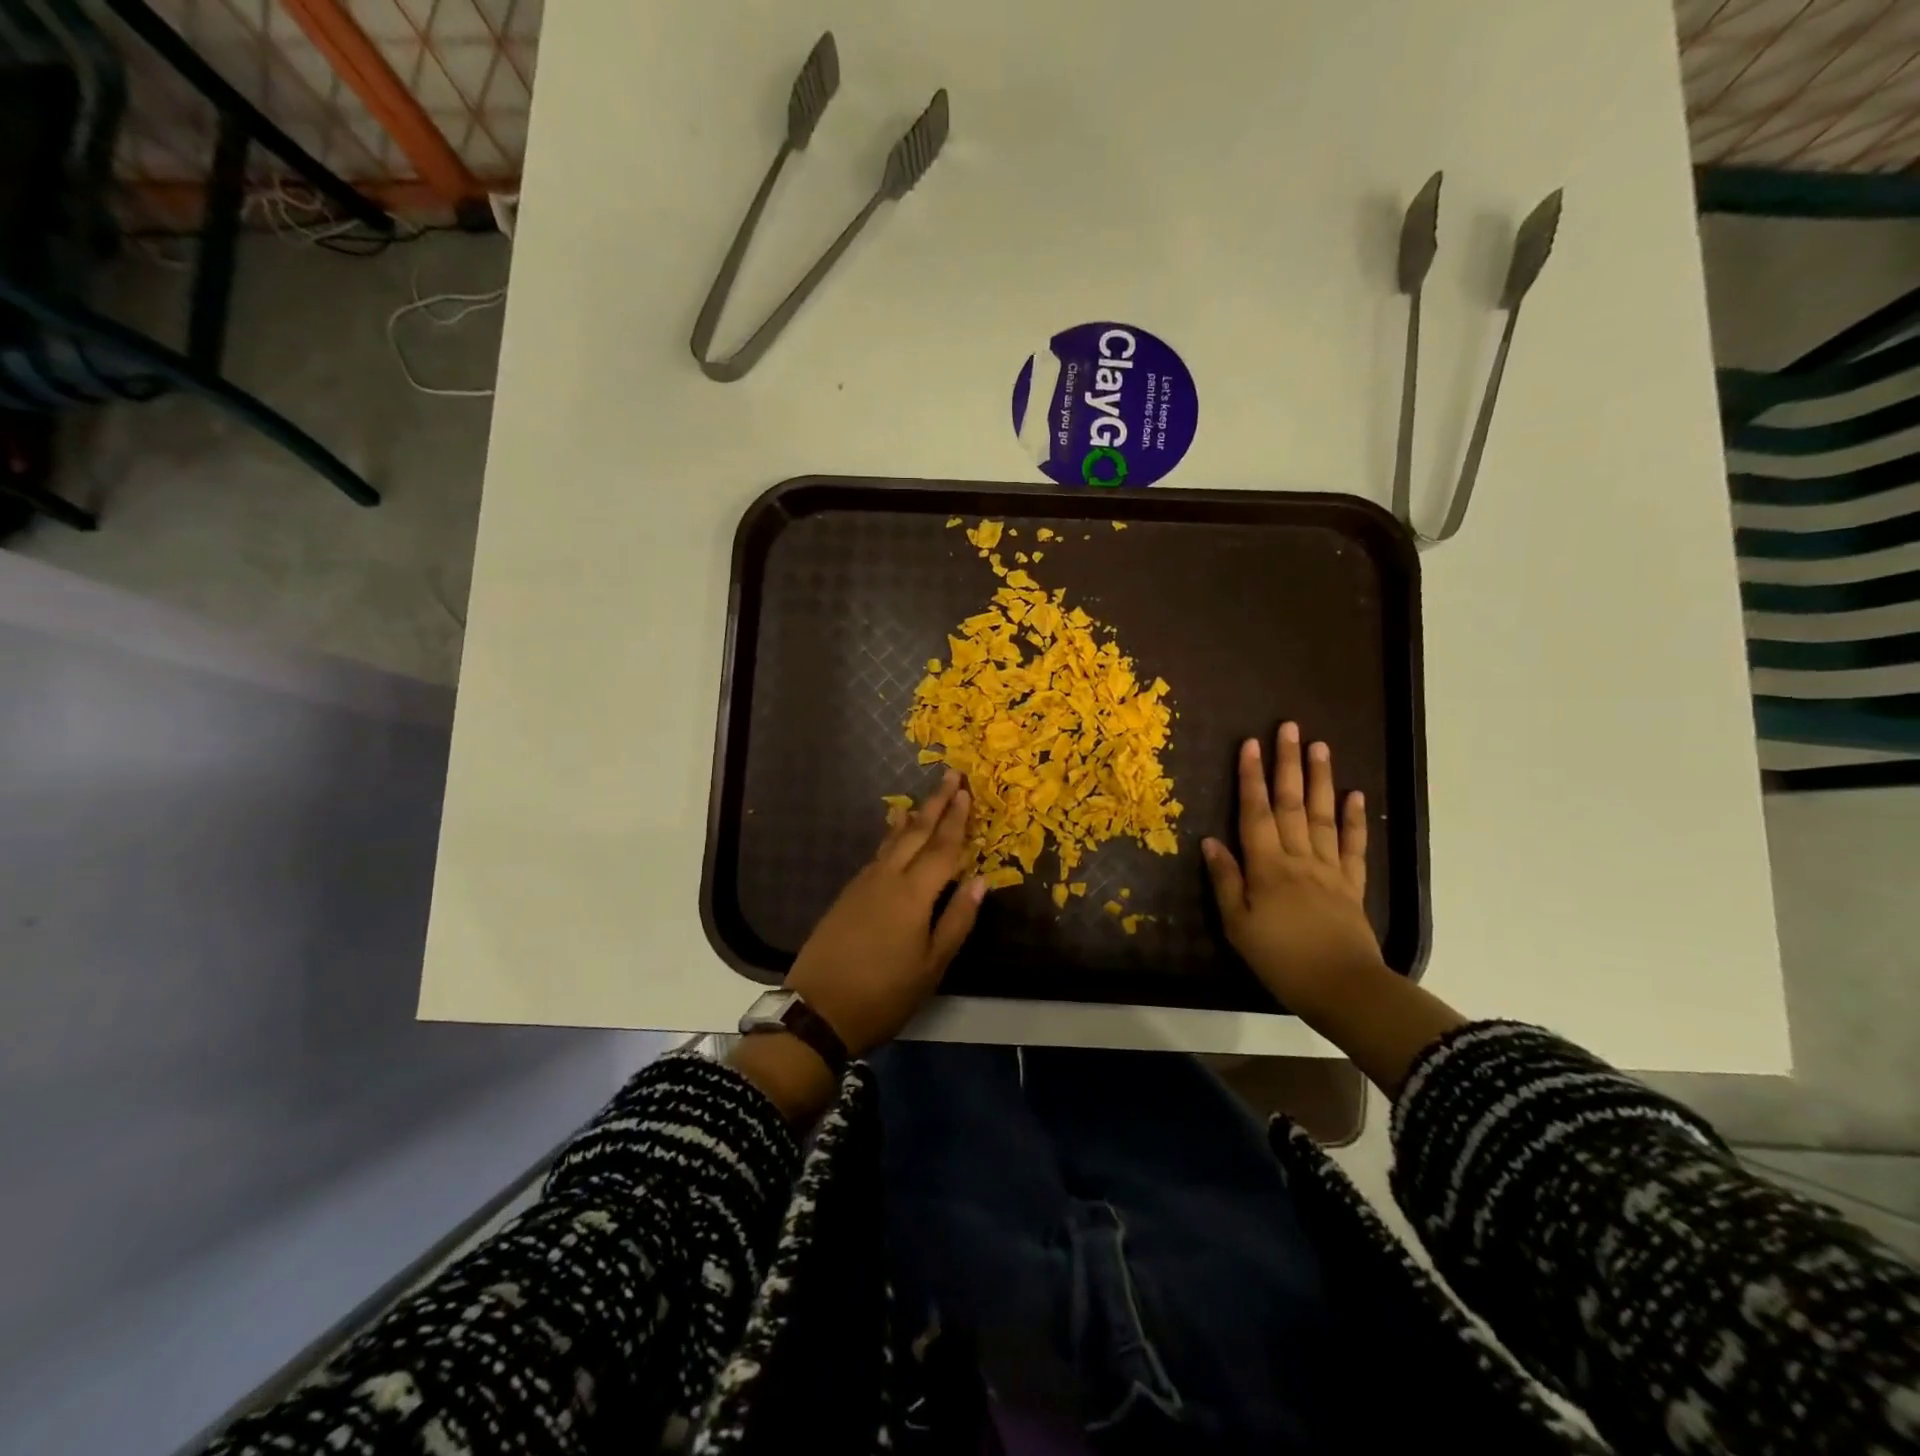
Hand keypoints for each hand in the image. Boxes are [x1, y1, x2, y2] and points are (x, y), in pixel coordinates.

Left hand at [784, 769, 985, 1057]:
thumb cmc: (884, 993)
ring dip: (912, 817)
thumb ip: (957, 919)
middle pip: (916, 832)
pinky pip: (878, 854)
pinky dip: (891, 837)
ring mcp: (863, 883)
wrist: (818, 1010)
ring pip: (893, 840)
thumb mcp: (932, 966)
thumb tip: (980, 880)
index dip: (957, 819)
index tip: (967, 791)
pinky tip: (893, 835)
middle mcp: (887, 878)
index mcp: (913, 894)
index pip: (942, 847)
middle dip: (936, 803)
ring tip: (922, 799)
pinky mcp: (848, 894)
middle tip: (951, 775)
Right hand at [1202, 724, 1386, 1013]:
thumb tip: (1211, 841)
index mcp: (1267, 867)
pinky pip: (1353, 846)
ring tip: (1320, 747)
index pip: (1256, 813)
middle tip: (1289, 728)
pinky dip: (1354, 820)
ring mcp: (1329, 869)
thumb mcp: (1238, 925)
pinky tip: (1355, 795)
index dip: (1251, 778)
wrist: (1342, 988)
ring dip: (1321, 779)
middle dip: (1287, 764)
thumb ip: (1225, 881)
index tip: (1250, 744)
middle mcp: (1299, 858)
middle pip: (1292, 804)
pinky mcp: (1352, 885)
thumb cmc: (1281, 959)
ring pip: (1324, 816)